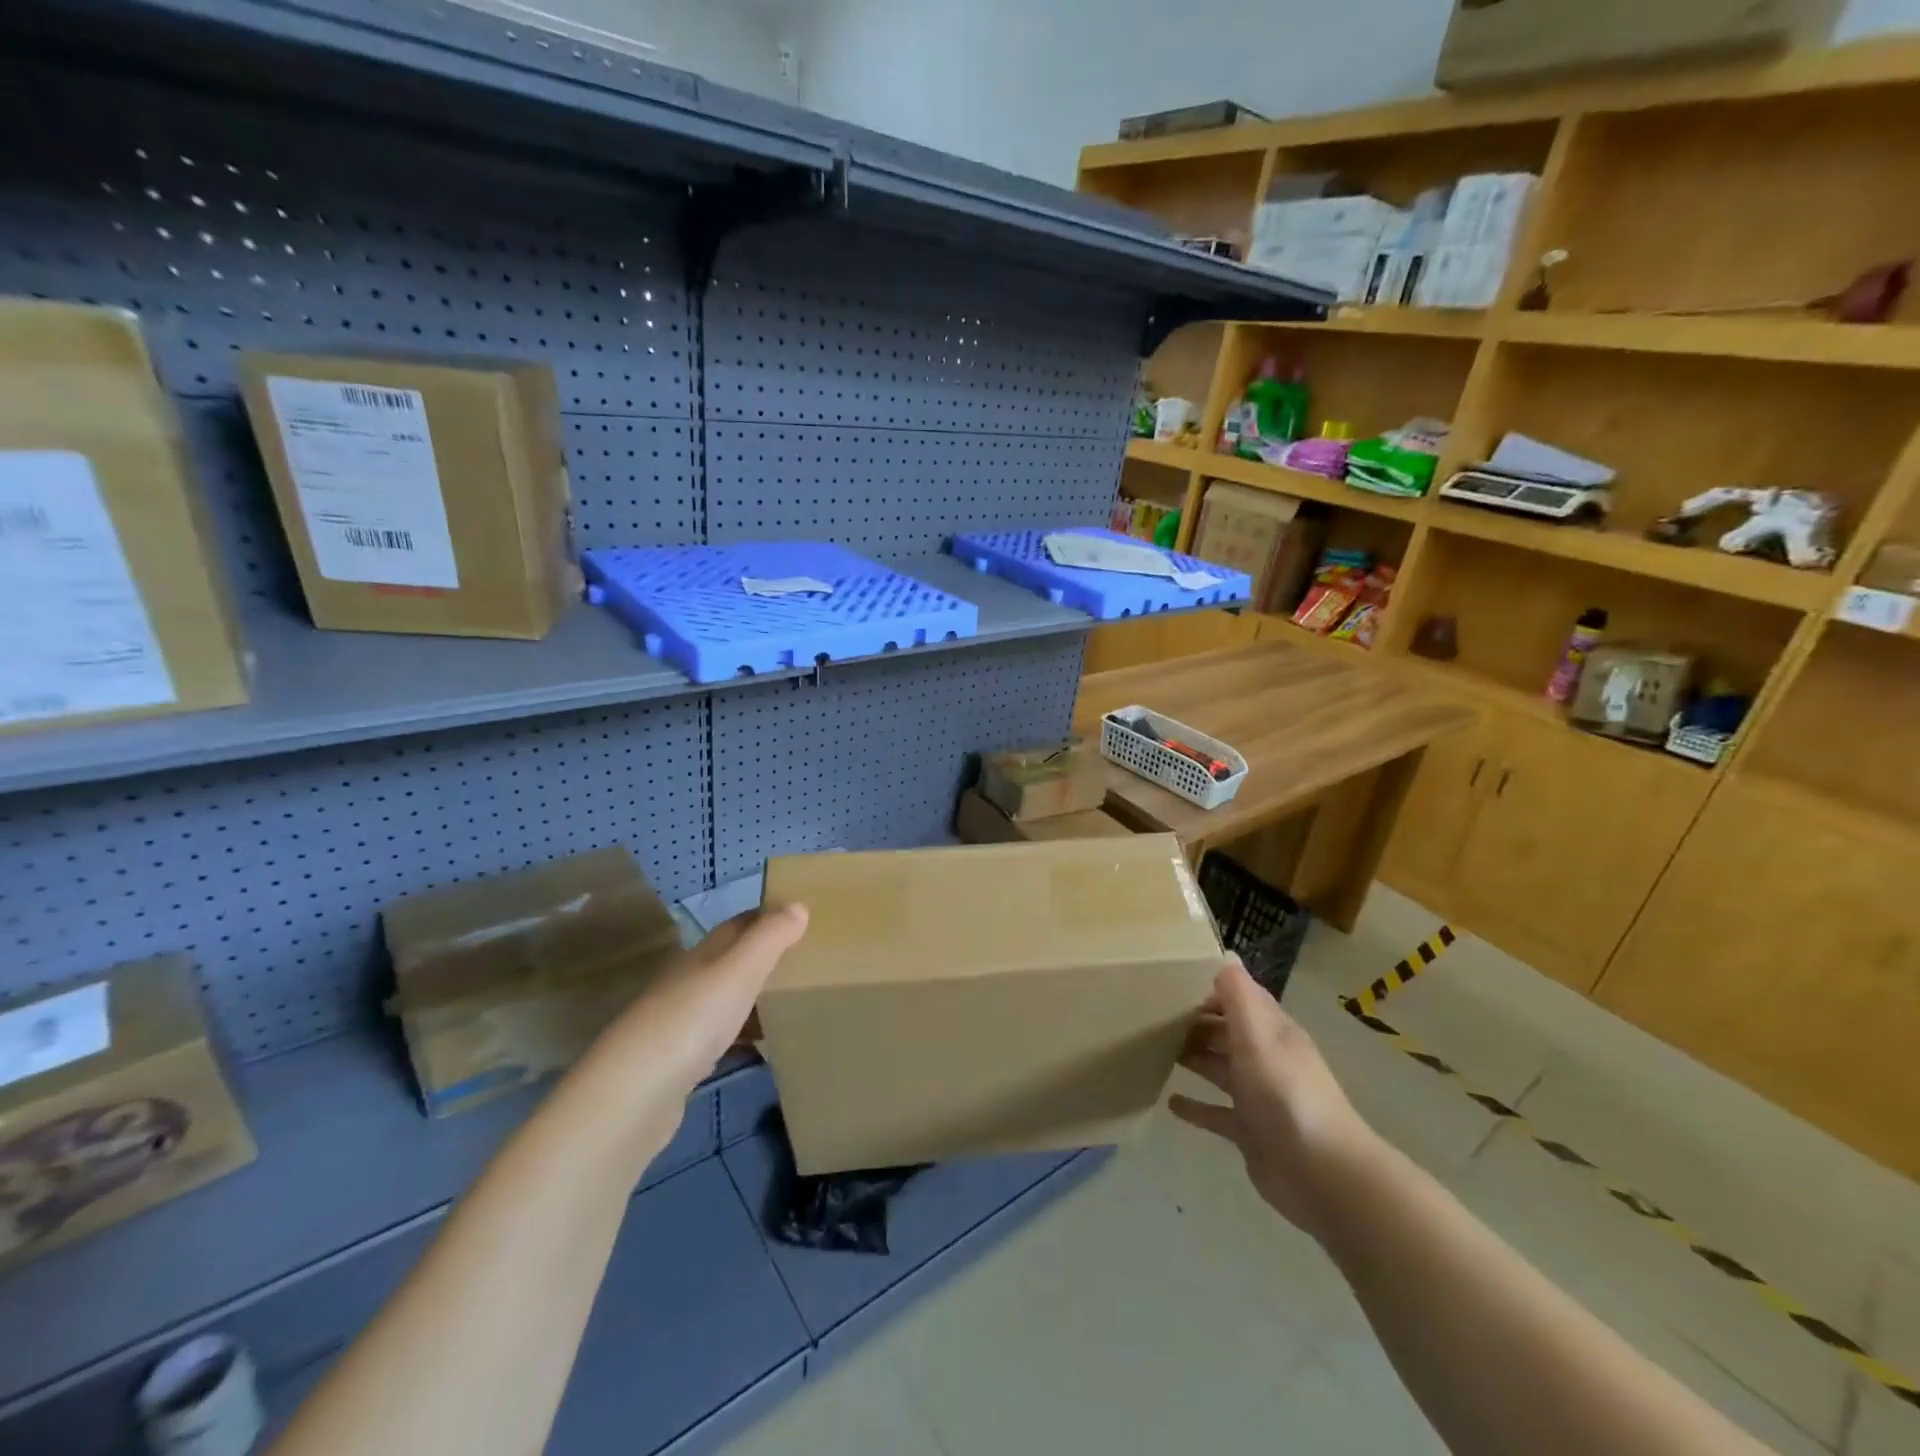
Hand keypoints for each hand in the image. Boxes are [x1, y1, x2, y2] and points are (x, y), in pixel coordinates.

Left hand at [638, 904, 809, 1090]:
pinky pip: (723, 1037)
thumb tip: (798, 905)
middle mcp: (690, 981)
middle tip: (812, 963)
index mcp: (703, 954)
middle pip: (734, 961)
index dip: (770, 916)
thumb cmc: (692, 1020)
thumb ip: (769, 938)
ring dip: (757, 997)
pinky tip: (766, 1048)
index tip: (806, 918)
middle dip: (768, 957)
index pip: (740, 924)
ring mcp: (683, 1022)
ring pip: (728, 999)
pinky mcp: (682, 1061)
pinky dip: (745, 1035)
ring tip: (798, 1003)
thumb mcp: (739, 971)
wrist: (634, 1096)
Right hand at [1168, 957, 1378, 1242]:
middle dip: (1196, 1022)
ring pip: (1220, 1069)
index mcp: (1272, 1033)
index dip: (1212, 989)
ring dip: (1194, 1058)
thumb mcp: (1258, 1037)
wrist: (1322, 1175)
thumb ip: (1239, 996)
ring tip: (1155, 1050)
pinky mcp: (1250, 1132)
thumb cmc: (1285, 1094)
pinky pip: (1217, 1114)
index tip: (1173, 983)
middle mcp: (1266, 1059)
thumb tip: (1225, 954)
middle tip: (1153, 1016)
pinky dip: (1196, 1107)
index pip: (1241, 999)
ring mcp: (1258, 1098)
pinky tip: (1170, 1104)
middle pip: (1227, 1032)